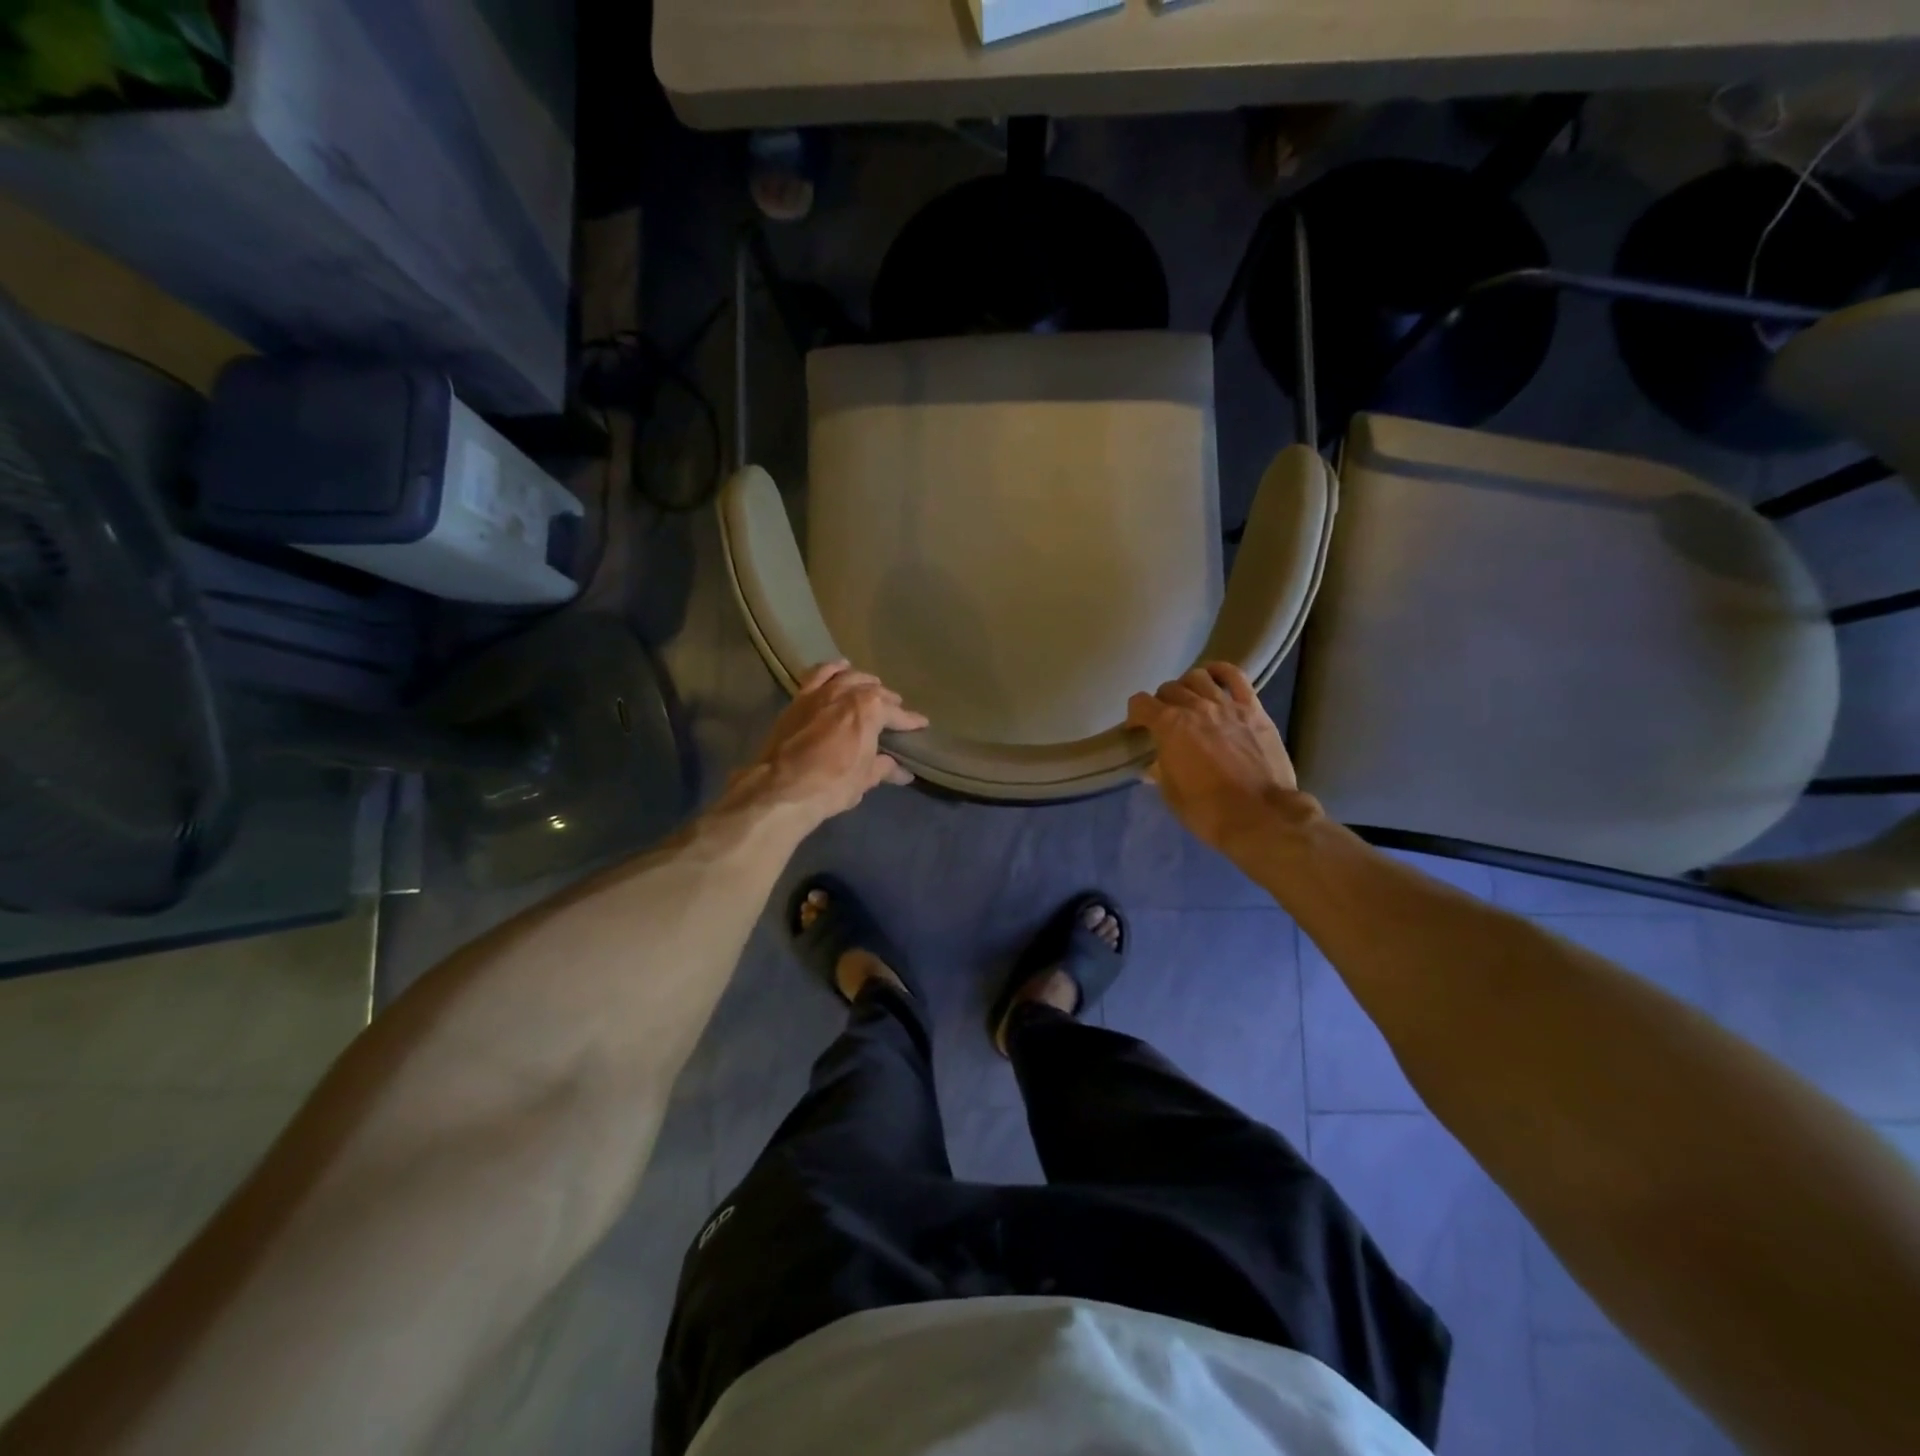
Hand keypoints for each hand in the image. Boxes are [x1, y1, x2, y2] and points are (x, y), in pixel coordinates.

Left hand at [732, 661, 928, 823]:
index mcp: (870, 709)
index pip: (897, 713)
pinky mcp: (799, 698)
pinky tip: (839, 670)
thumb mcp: (864, 779)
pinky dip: (831, 669)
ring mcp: (820, 692)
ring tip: (870, 686)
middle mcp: (847, 692)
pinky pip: (817, 674)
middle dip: (887, 700)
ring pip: (847, 676)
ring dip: (862, 680)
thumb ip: (884, 768)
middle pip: (873, 690)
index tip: (921, 724)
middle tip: (895, 709)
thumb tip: (902, 771)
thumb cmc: (832, 784)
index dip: (910, 720)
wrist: (782, 787)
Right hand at [1127, 663, 1304, 855]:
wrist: (1260, 816)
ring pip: (1198, 677)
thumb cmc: (1208, 810)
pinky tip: (1214, 677)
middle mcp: (1195, 707)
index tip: (1136, 729)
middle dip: (1161, 703)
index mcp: (1169, 726)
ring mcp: (1226, 705)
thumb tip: (1154, 765)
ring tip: (1190, 701)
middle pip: (1169, 689)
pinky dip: (1221, 671)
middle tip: (1165, 720)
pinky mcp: (1253, 709)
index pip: (1140, 703)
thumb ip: (1160, 770)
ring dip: (1188, 686)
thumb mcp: (1171, 794)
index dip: (1135, 715)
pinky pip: (1235, 676)